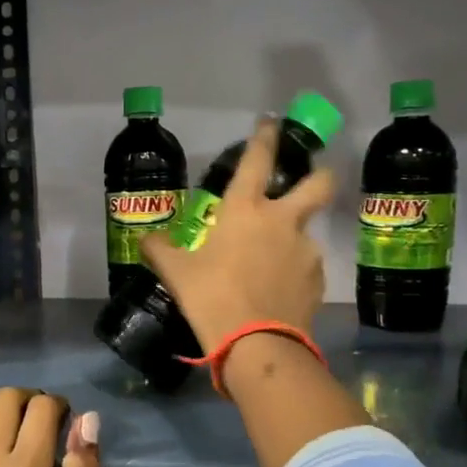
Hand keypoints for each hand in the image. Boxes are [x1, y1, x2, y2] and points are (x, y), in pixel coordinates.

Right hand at [141, 116, 335, 351]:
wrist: (257, 343)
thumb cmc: (211, 298)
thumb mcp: (177, 273)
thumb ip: (161, 250)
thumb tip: (146, 239)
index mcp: (245, 211)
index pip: (256, 160)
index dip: (264, 137)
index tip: (270, 122)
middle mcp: (282, 221)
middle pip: (318, 184)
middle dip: (319, 176)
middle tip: (309, 183)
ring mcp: (305, 250)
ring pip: (307, 233)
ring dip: (293, 241)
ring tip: (271, 267)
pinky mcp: (317, 279)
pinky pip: (306, 267)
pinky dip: (294, 273)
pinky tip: (278, 292)